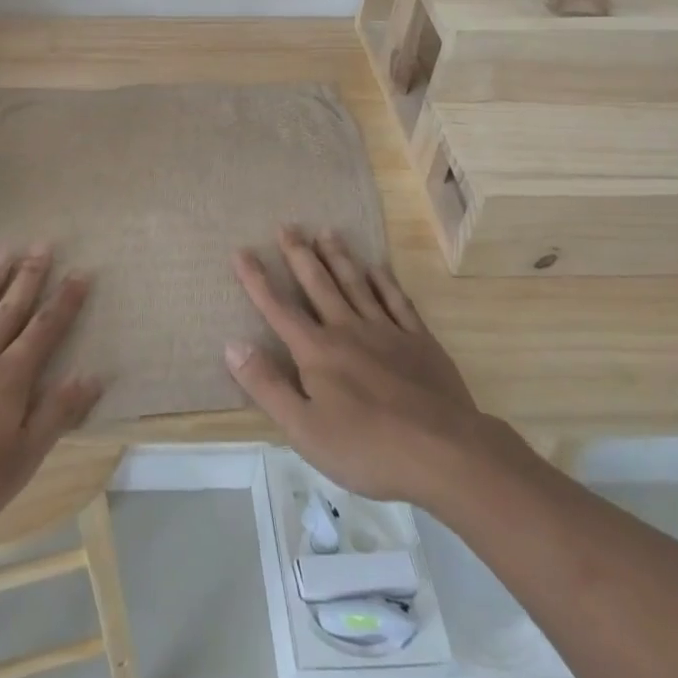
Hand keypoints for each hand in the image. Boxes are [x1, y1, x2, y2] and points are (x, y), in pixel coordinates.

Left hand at [0, 247, 102, 545]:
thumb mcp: (20, 462)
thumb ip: (55, 415)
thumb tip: (92, 375)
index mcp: (8, 381)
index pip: (44, 332)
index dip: (64, 302)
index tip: (81, 272)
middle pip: (9, 311)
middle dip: (29, 277)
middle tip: (43, 244)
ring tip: (5, 251)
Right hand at [226, 227, 487, 505]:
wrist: (445, 452)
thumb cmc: (367, 448)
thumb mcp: (304, 429)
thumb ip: (267, 385)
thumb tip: (232, 344)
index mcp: (317, 351)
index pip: (278, 308)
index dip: (257, 280)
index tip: (241, 251)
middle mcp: (347, 329)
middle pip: (318, 284)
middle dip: (299, 255)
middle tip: (287, 226)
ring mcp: (386, 331)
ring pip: (355, 284)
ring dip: (338, 256)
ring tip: (326, 232)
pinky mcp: (419, 340)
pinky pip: (396, 301)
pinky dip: (384, 281)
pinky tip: (377, 267)